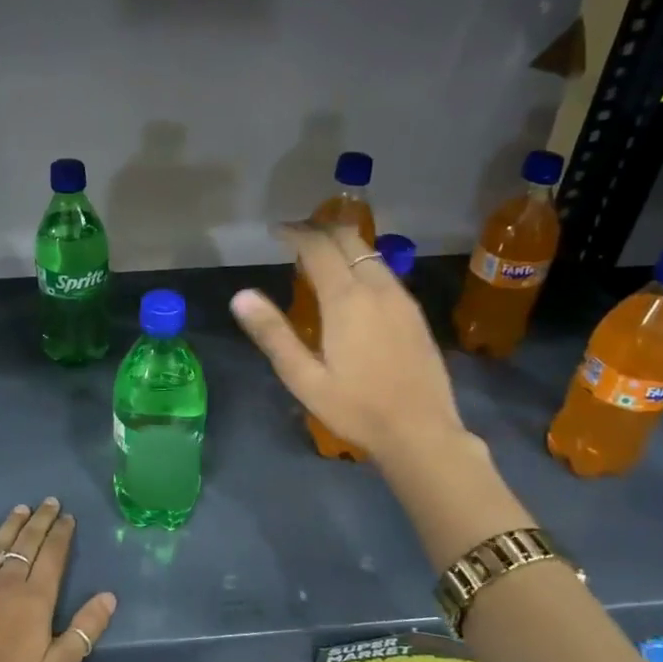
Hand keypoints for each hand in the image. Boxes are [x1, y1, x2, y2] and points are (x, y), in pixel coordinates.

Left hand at [0, 499, 116, 661]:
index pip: (53, 556)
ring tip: (21, 508)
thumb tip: (109, 596)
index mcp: (35, 599)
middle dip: (41, 520)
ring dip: (11, 525)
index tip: (68, 517)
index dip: (62, 534)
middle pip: (27, 543)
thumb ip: (84, 631)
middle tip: (49, 501)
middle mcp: (7, 583)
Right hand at [230, 223, 465, 464]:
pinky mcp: (414, 312)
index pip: (318, 247)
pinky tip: (350, 283)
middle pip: (349, 239)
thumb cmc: (356, 409)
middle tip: (295, 235)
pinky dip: (360, 261)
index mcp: (347, 300)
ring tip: (318, 254)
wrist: (421, 432)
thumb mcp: (304, 378)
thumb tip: (241, 296)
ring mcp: (401, 298)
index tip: (275, 232)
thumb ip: (273, 334)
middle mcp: (377, 288)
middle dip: (320, 229)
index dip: (295, 233)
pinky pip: (383, 270)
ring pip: (369, 253)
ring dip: (342, 244)